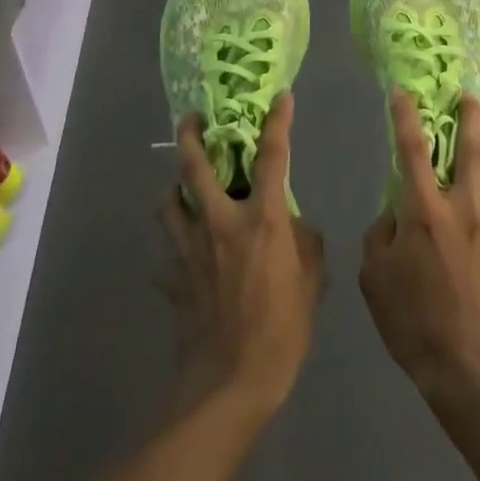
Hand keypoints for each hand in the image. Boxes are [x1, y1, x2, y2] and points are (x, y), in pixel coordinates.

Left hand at [159, 96, 324, 416]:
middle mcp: (220, 223)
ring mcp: (189, 250)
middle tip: (191, 119)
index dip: (278, 121)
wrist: (230, 383)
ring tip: (180, 185)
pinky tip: (182, 254)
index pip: (273, 156)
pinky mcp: (172, 278)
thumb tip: (291, 226)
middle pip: (195, 168)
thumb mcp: (312, 281)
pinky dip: (174, 246)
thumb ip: (305, 242)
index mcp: (262, 219)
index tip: (281, 97)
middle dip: (191, 136)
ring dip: (173, 187)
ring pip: (169, 203)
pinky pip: (167, 252)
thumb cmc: (282, 330)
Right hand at [359, 90, 479, 400]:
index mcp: (425, 210)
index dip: (406, 115)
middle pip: (471, 151)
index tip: (404, 90)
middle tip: (470, 97)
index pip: (412, 149)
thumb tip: (393, 216)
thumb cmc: (413, 321)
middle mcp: (464, 209)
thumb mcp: (375, 279)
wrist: (470, 368)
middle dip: (471, 118)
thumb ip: (380, 237)